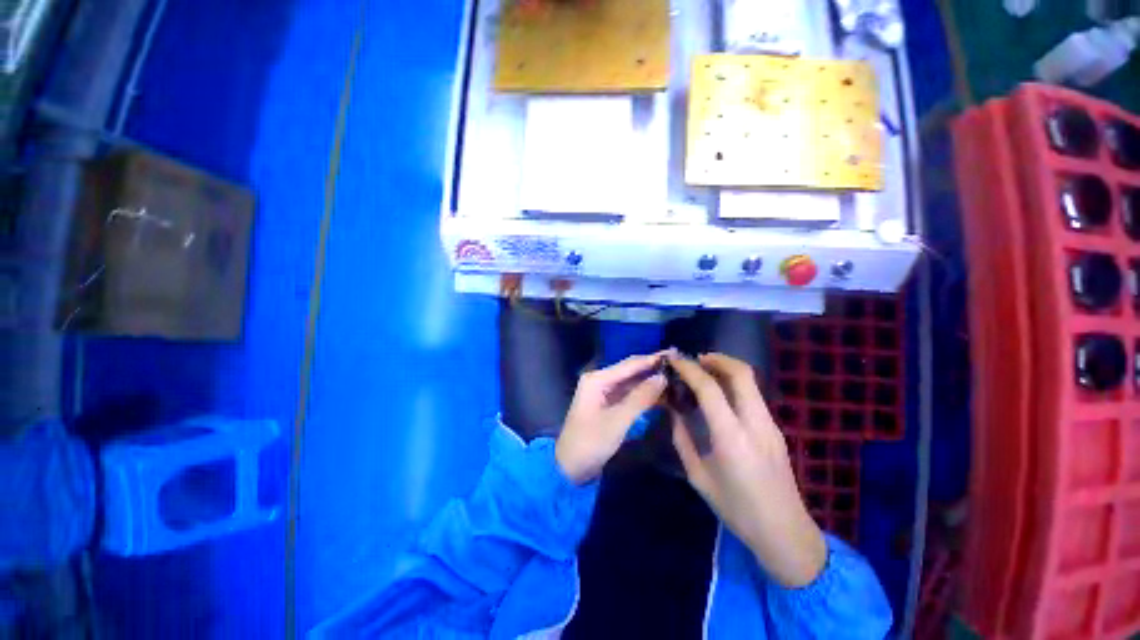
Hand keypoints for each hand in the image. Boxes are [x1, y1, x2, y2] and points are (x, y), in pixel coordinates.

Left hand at [555, 353, 668, 484]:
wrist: (570, 467)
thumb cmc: (591, 442)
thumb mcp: (618, 420)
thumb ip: (640, 398)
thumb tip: (662, 378)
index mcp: (597, 379)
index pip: (629, 365)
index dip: (652, 359)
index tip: (674, 354)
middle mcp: (600, 380)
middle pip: (630, 371)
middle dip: (652, 368)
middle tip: (679, 364)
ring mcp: (603, 393)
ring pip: (631, 382)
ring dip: (650, 381)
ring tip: (675, 377)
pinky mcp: (608, 405)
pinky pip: (629, 394)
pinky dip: (644, 394)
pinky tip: (661, 394)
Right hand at [668, 353, 826, 587]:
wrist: (784, 532)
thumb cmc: (736, 509)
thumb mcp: (698, 476)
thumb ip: (682, 439)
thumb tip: (673, 411)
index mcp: (731, 437)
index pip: (709, 388)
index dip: (689, 369)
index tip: (674, 360)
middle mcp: (755, 423)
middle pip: (741, 373)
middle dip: (717, 358)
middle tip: (695, 359)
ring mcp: (770, 425)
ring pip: (751, 381)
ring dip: (727, 369)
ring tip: (704, 372)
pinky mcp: (775, 429)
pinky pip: (754, 395)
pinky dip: (735, 384)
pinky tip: (720, 394)